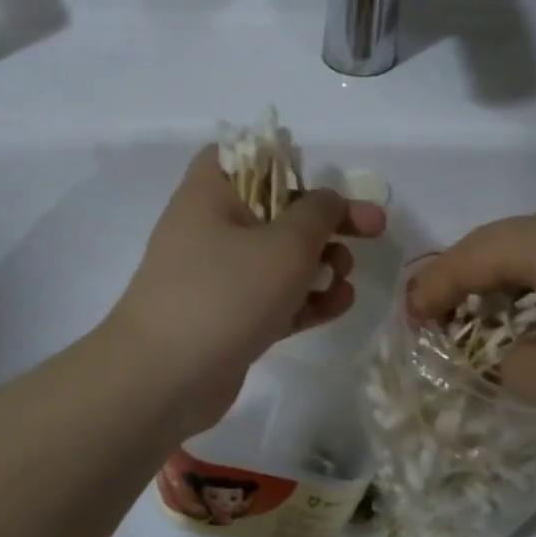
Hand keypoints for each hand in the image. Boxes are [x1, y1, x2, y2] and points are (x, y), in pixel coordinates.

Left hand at [108, 145, 386, 431]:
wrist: (164, 379)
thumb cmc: (225, 293)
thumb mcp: (285, 244)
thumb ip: (319, 213)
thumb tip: (328, 201)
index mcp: (211, 192)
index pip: (249, 157)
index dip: (290, 166)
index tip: (324, 188)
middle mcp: (212, 228)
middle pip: (278, 210)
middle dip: (327, 223)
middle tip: (371, 232)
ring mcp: (219, 277)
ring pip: (280, 259)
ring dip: (321, 265)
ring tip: (345, 280)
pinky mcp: (230, 318)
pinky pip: (275, 298)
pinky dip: (306, 299)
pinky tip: (339, 306)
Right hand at [407, 207, 535, 421]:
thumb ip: (506, 371)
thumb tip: (496, 363)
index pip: (460, 259)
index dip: (427, 294)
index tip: (408, 331)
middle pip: (491, 250)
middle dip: (458, 291)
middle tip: (439, 333)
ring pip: (529, 258)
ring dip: (499, 293)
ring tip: (486, 335)